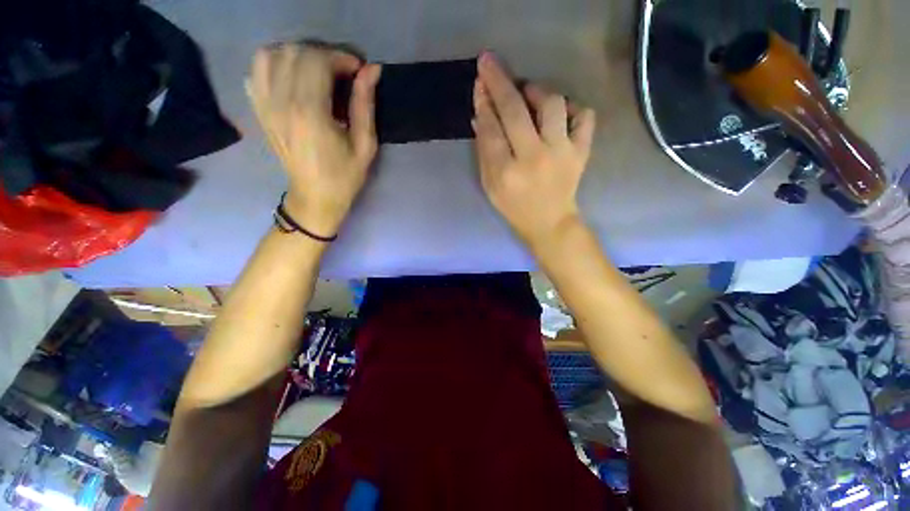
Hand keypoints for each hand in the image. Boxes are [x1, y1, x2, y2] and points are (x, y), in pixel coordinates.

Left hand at [248, 43, 381, 236]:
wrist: (315, 198)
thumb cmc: (345, 177)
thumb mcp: (365, 146)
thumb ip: (365, 106)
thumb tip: (372, 70)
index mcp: (310, 113)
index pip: (317, 60)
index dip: (341, 58)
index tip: (358, 71)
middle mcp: (281, 103)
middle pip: (294, 53)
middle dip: (323, 55)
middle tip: (341, 73)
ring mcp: (265, 107)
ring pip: (269, 55)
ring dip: (296, 56)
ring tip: (316, 72)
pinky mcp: (259, 112)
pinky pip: (255, 73)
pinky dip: (272, 66)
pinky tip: (291, 80)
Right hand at [473, 52, 595, 247]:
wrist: (550, 223)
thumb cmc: (515, 208)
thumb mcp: (490, 186)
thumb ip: (484, 153)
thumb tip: (480, 117)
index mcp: (506, 173)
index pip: (491, 128)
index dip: (483, 102)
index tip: (480, 84)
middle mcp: (533, 158)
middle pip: (514, 110)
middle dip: (499, 82)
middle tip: (490, 64)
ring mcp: (561, 153)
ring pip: (552, 104)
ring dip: (536, 91)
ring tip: (528, 93)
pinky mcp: (581, 152)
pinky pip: (584, 116)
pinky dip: (573, 107)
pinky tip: (560, 113)